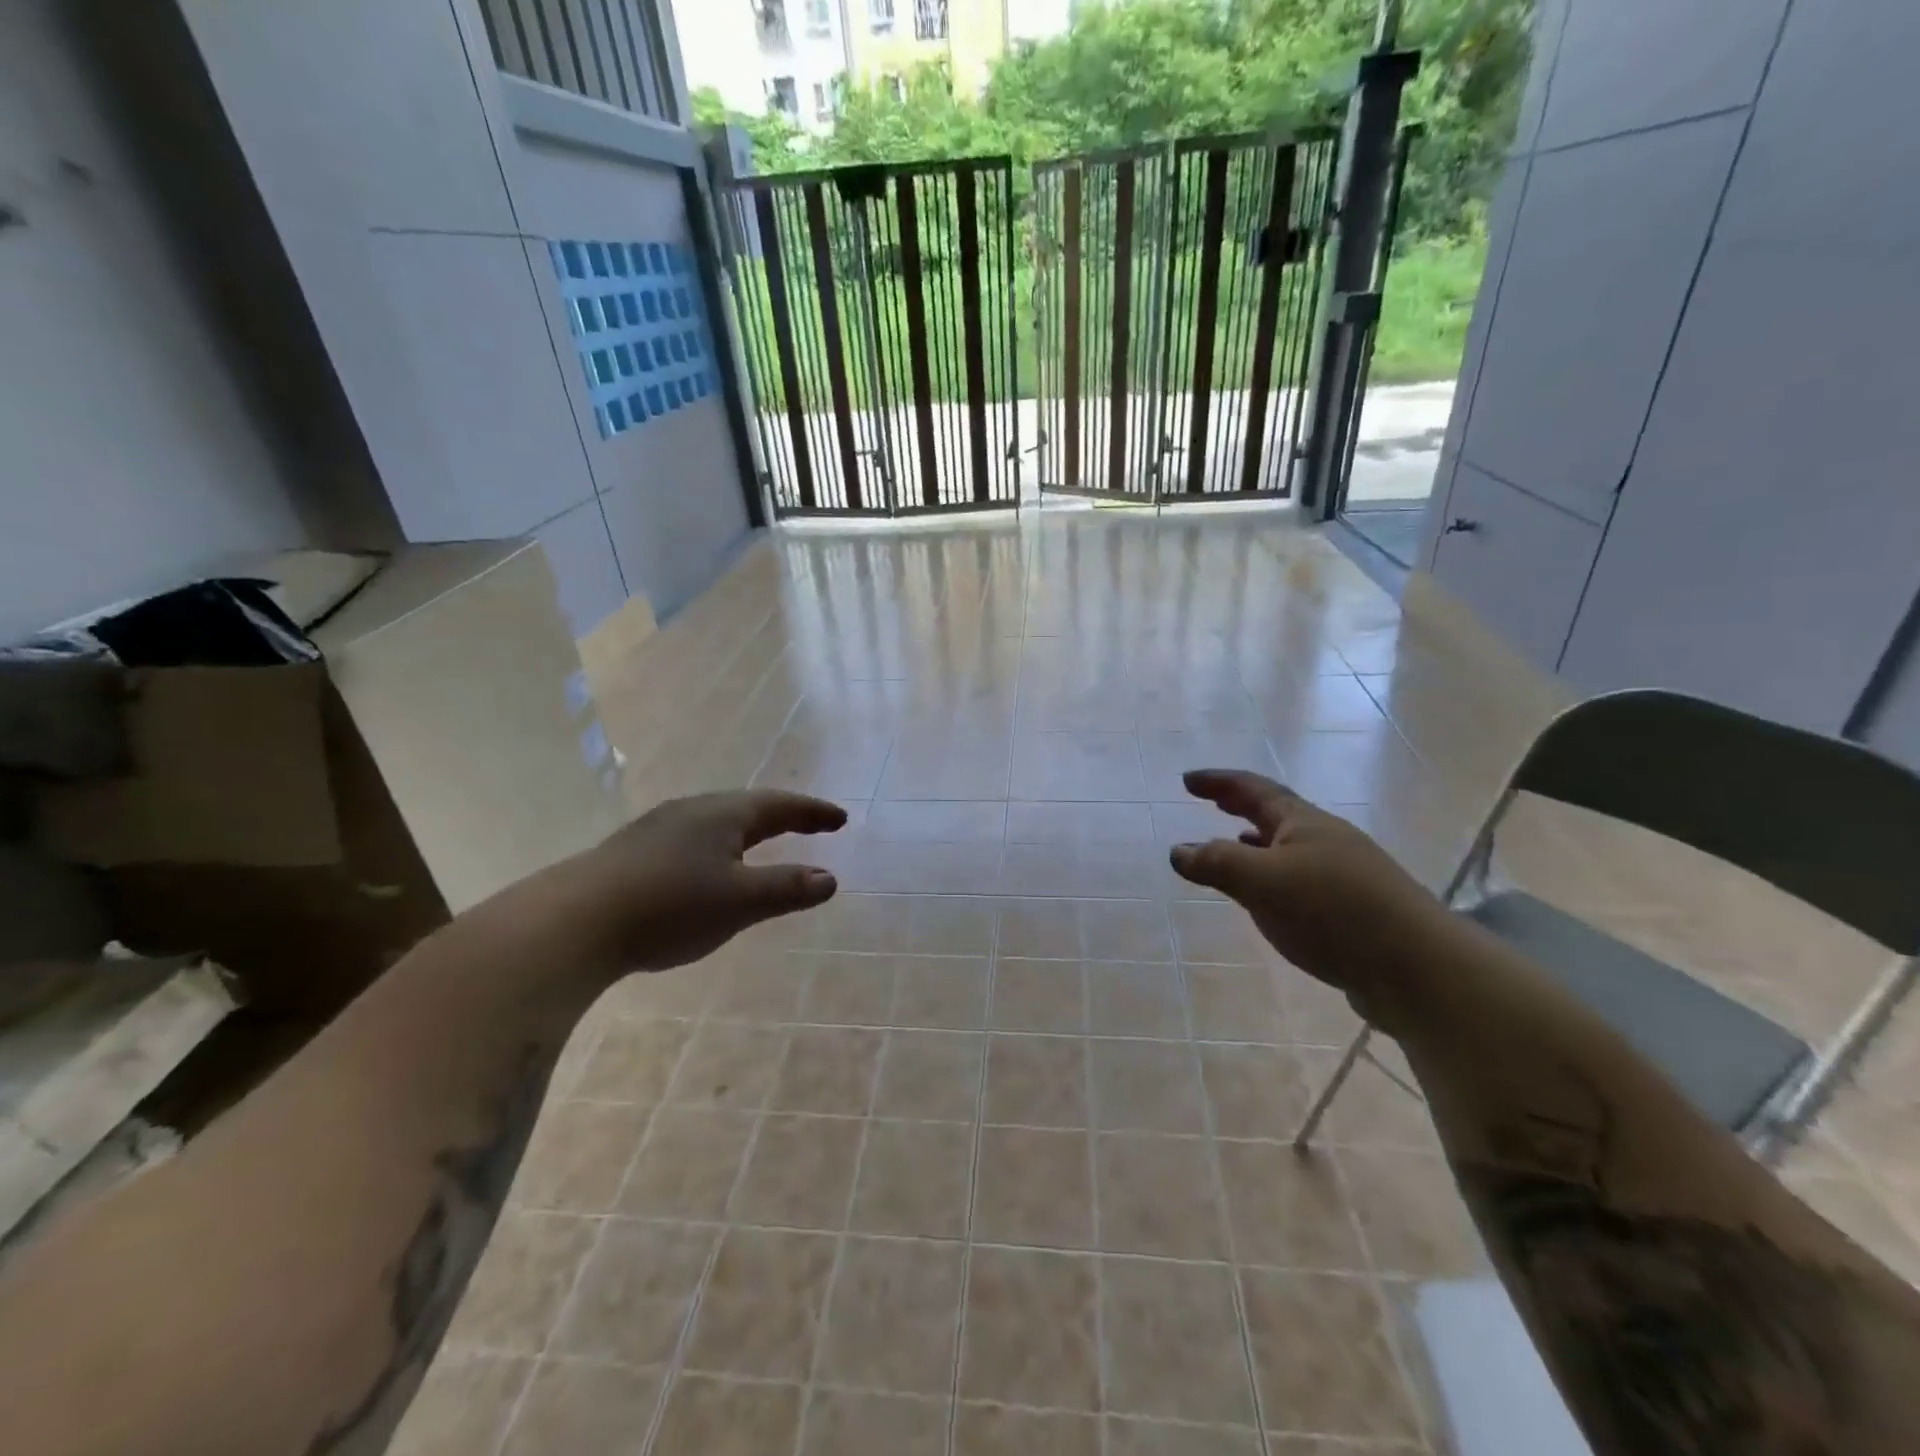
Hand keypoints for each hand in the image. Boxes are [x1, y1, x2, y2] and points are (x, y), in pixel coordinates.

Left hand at [565, 790, 847, 970]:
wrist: (573, 922)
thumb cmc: (670, 907)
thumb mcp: (740, 901)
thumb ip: (787, 888)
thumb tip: (830, 879)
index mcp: (723, 814)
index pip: (780, 806)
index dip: (813, 812)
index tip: (840, 819)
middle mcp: (692, 810)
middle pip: (747, 806)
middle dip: (783, 816)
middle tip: (810, 825)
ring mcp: (657, 828)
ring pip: (716, 820)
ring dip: (748, 829)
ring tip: (763, 842)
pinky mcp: (633, 851)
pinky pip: (692, 838)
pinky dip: (719, 846)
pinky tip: (707, 867)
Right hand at [1168, 768, 1440, 992]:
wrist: (1417, 968)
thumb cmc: (1332, 911)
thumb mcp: (1261, 882)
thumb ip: (1216, 863)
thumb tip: (1178, 850)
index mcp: (1304, 823)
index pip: (1254, 789)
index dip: (1219, 782)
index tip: (1187, 780)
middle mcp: (1327, 839)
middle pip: (1277, 812)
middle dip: (1241, 805)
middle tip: (1213, 800)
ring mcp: (1345, 873)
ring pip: (1291, 846)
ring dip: (1259, 840)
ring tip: (1235, 843)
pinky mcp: (1355, 908)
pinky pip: (1302, 877)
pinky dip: (1275, 874)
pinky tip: (1271, 896)